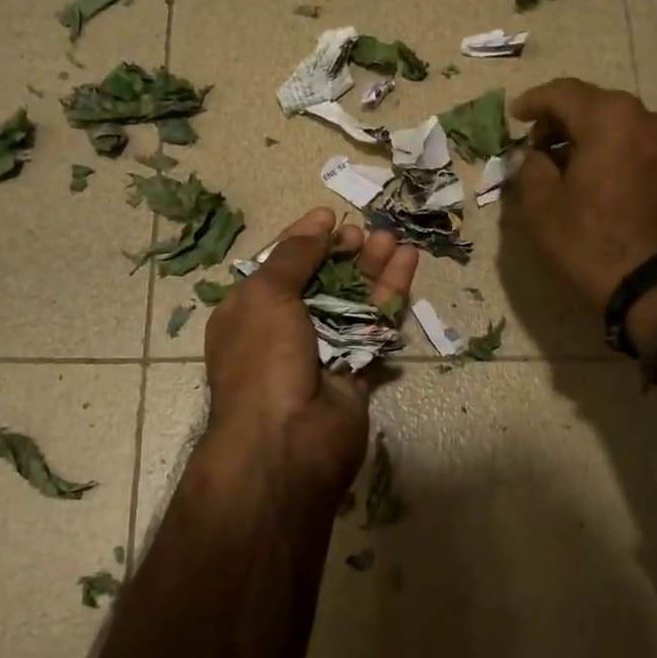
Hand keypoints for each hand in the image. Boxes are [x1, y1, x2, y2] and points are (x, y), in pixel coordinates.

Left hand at [203, 208, 417, 510]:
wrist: (286, 441)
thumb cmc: (263, 359)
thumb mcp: (265, 295)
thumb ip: (293, 256)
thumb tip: (318, 223)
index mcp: (249, 311)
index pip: (279, 266)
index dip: (304, 239)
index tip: (330, 216)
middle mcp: (283, 330)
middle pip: (320, 281)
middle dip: (344, 254)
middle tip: (368, 231)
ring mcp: (321, 351)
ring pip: (352, 302)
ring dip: (373, 269)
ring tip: (394, 239)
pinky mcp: (356, 370)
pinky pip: (374, 327)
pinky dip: (390, 297)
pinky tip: (406, 265)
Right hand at [507, 79, 656, 307]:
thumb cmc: (592, 241)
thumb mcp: (543, 207)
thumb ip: (530, 169)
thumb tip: (531, 156)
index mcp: (611, 118)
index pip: (564, 93)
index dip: (534, 102)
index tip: (515, 116)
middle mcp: (648, 117)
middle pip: (595, 105)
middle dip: (562, 122)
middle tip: (536, 146)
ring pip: (619, 126)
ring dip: (589, 138)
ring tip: (565, 166)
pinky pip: (638, 146)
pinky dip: (613, 152)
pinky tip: (596, 177)